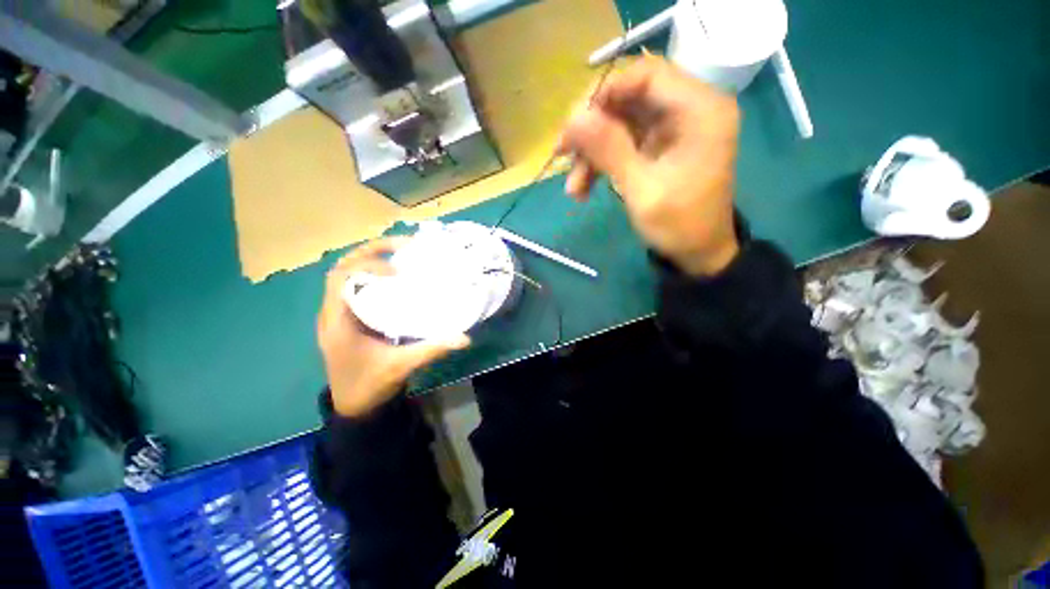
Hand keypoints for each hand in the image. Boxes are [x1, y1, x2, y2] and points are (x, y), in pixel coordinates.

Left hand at [317, 238, 470, 417]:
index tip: (398, 269)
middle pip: (341, 267)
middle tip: (404, 245)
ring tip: (402, 252)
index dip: (367, 265)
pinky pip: (357, 286)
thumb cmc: (369, 385)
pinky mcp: (350, 318)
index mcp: (337, 321)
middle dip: (371, 251)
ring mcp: (339, 313)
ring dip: (371, 258)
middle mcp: (333, 311)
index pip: (340, 278)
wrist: (354, 406)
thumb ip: (432, 349)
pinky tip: (398, 276)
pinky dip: (374, 274)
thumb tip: (465, 337)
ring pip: (347, 274)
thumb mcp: (401, 366)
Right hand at [558, 56, 740, 275]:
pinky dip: (601, 163)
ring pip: (620, 123)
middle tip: (562, 153)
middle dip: (592, 127)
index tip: (574, 121)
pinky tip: (583, 188)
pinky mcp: (659, 147)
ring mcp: (671, 129)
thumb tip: (572, 117)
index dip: (605, 91)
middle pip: (629, 98)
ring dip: (591, 152)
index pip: (647, 74)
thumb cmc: (679, 225)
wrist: (697, 253)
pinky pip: (623, 143)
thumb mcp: (642, 189)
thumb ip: (609, 149)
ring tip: (573, 187)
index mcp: (700, 109)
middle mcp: (688, 109)